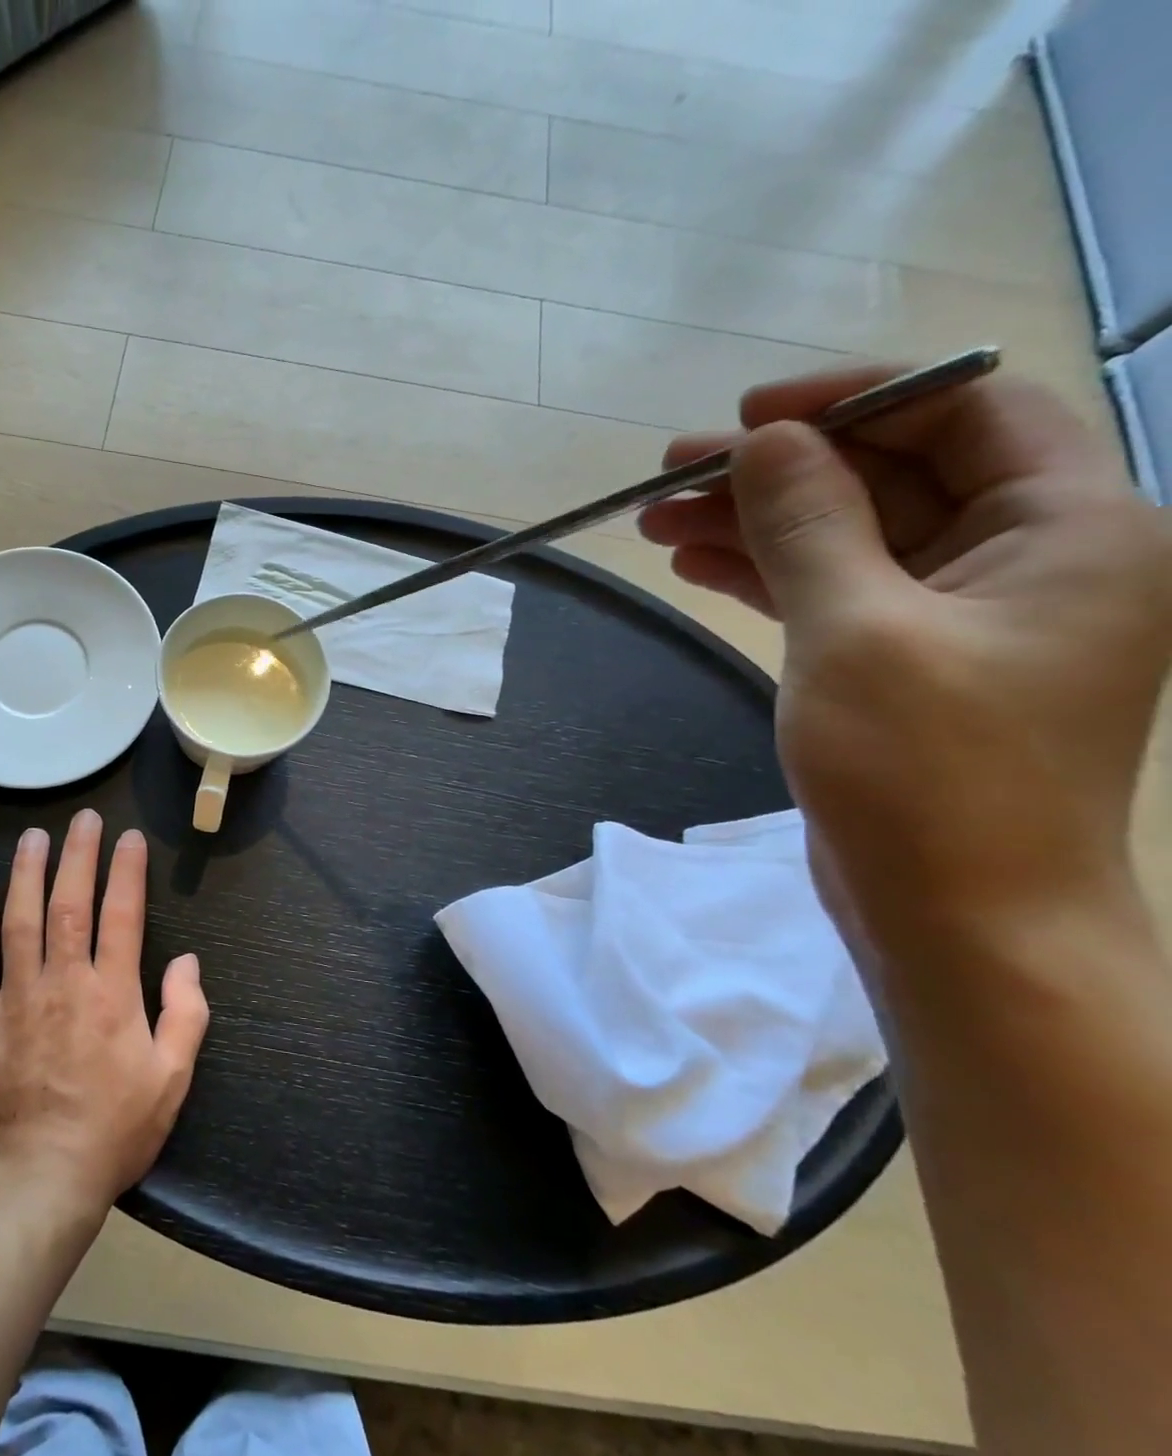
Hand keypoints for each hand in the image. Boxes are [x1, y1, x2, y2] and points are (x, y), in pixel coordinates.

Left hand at [0, 810, 208, 1214]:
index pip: (123, 915)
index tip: (128, 838)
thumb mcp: (171, 1080)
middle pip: (70, 903)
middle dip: (78, 855)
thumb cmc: (113, 1131)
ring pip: (20, 920)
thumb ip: (186, 1015)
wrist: (38, 1182)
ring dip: (27, 873)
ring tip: (33, 837)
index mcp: (113, 994)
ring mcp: (16, 998)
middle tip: (83, 818)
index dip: (127, 871)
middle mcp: (64, 982)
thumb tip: (188, 961)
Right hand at [638, 366, 1171, 948]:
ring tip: (657, 523)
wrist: (959, 914)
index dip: (853, 400)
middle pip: (891, 475)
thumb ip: (810, 523)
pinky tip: (698, 566)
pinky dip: (767, 573)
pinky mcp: (905, 662)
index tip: (746, 418)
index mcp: (1070, 526)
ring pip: (849, 536)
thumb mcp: (857, 630)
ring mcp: (961, 615)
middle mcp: (1027, 556)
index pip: (965, 411)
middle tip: (670, 475)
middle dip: (777, 470)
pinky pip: (834, 591)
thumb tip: (762, 442)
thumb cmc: (927, 770)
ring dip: (755, 523)